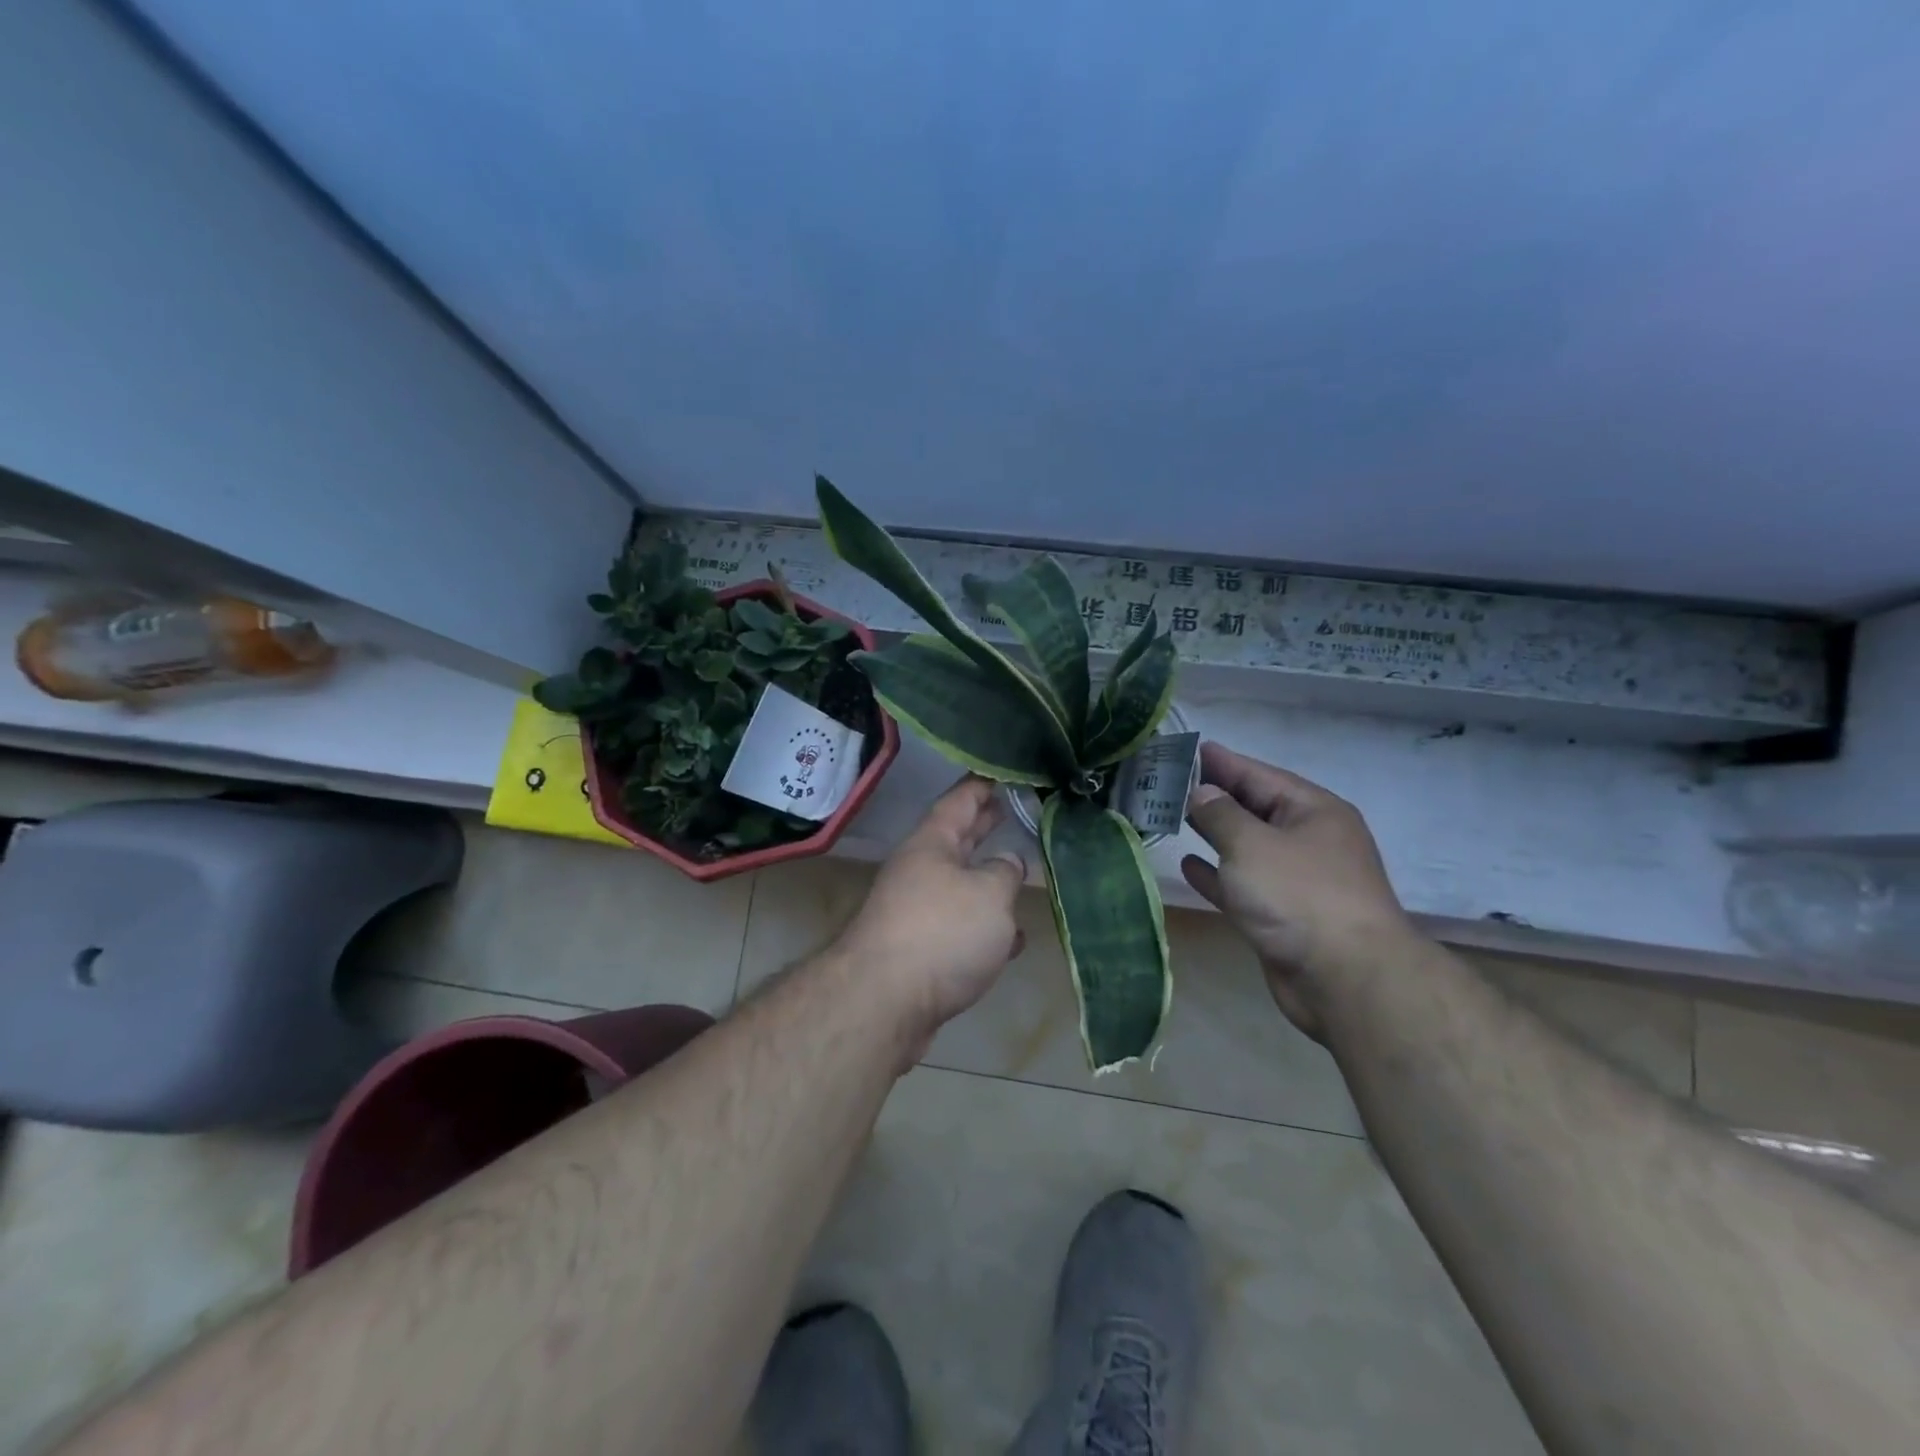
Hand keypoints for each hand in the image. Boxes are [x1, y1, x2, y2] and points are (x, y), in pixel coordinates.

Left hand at [831, 776, 1026, 1050]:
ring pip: (961, 885)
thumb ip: (1005, 872)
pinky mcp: (921, 951)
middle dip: (985, 825)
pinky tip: (1013, 940)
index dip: (983, 783)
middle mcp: (920, 871)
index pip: (960, 800)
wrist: (884, 1002)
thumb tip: (1007, 862)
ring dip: (989, 879)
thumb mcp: (989, 893)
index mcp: (931, 844)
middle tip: (1014, 808)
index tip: (1005, 771)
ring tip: (1021, 870)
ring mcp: (917, 911)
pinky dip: (986, 928)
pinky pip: (960, 928)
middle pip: (957, 839)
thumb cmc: (941, 933)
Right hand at [1181, 742, 1414, 1037]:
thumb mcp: (1251, 844)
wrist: (1346, 980)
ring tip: (1171, 816)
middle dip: (1213, 796)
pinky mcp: (1282, 916)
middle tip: (1167, 782)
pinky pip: (1243, 884)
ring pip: (1246, 847)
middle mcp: (1308, 840)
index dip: (1222, 762)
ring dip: (1212, 834)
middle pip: (1253, 809)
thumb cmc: (1299, 896)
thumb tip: (1201, 793)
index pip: (1259, 775)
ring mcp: (1296, 880)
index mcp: (1313, 811)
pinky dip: (1217, 874)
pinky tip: (1188, 865)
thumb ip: (1220, 814)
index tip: (1187, 749)